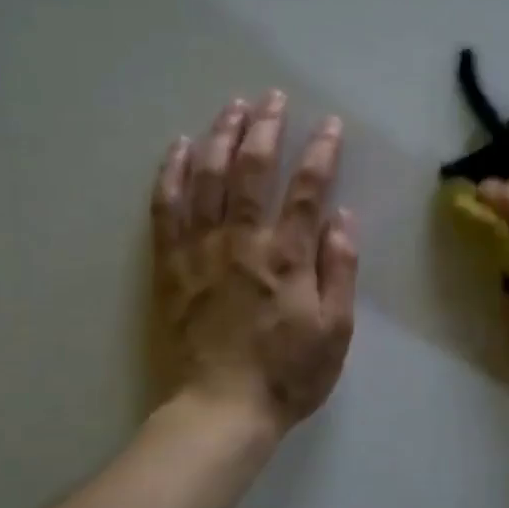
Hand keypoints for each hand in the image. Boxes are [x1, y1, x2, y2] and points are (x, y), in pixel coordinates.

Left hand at [150, 92, 357, 436]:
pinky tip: (179, 147)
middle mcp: (242, 242)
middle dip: (264, 127)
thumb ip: (339, 270)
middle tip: (271, 97)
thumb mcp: (335, 331)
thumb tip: (342, 218)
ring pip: (206, 179)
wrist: (219, 410)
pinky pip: (166, 209)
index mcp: (287, 257)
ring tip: (231, 106)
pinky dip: (172, 174)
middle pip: (250, 170)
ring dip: (220, 137)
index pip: (307, 189)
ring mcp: (200, 251)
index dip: (320, 151)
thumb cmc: (287, 375)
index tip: (328, 123)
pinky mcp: (170, 266)